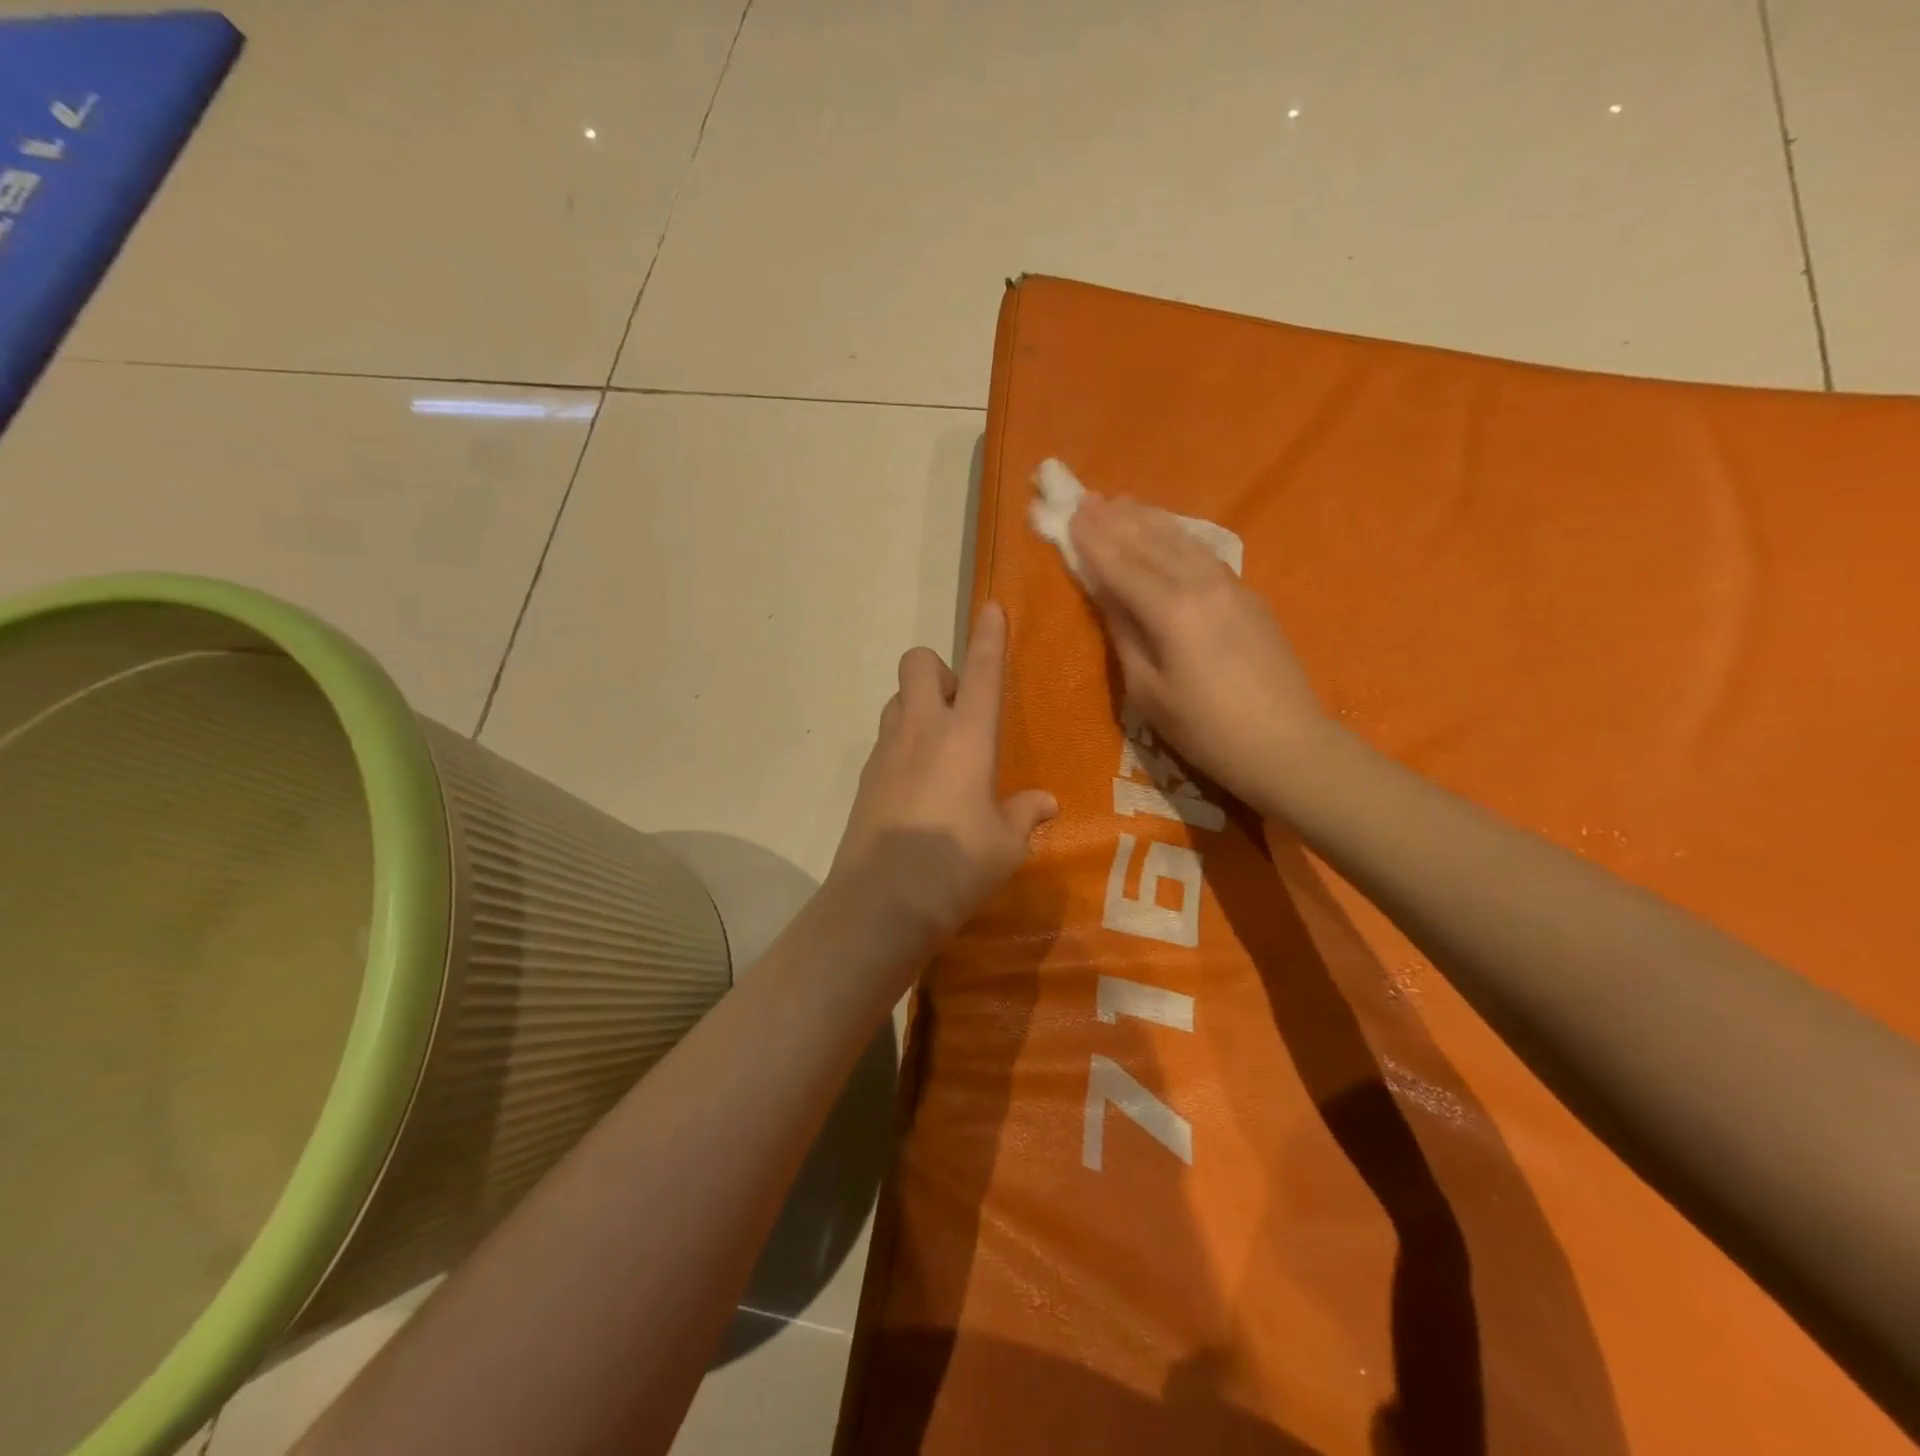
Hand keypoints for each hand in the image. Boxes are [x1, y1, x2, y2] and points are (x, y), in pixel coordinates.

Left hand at [828, 602, 1056, 944]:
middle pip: (918, 663)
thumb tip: (1044, 802)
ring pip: (897, 699)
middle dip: (939, 670)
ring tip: (940, 747)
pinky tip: (918, 785)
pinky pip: (886, 738)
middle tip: (960, 709)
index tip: (992, 609)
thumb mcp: (1006, 846)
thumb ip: (1024, 815)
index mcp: (966, 737)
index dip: (989, 636)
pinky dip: (903, 743)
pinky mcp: (865, 778)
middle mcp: (922, 730)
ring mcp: (886, 751)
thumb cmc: (955, 867)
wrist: (880, 902)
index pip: (981, 671)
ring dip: (918, 705)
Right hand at [1069, 493, 1329, 809]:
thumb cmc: (1205, 730)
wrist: (1285, 744)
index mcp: (1171, 611)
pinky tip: (1168, 532)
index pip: (1121, 565)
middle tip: (1086, 498)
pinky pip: (1204, 553)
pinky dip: (1178, 536)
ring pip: (1181, 541)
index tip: (1070, 514)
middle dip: (1115, 521)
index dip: (1093, 541)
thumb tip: (1107, 595)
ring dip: (1148, 520)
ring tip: (1121, 502)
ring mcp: (1231, 586)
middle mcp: (1201, 585)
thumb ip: (1125, 635)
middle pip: (1151, 543)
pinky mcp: (1248, 595)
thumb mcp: (1148, 691)